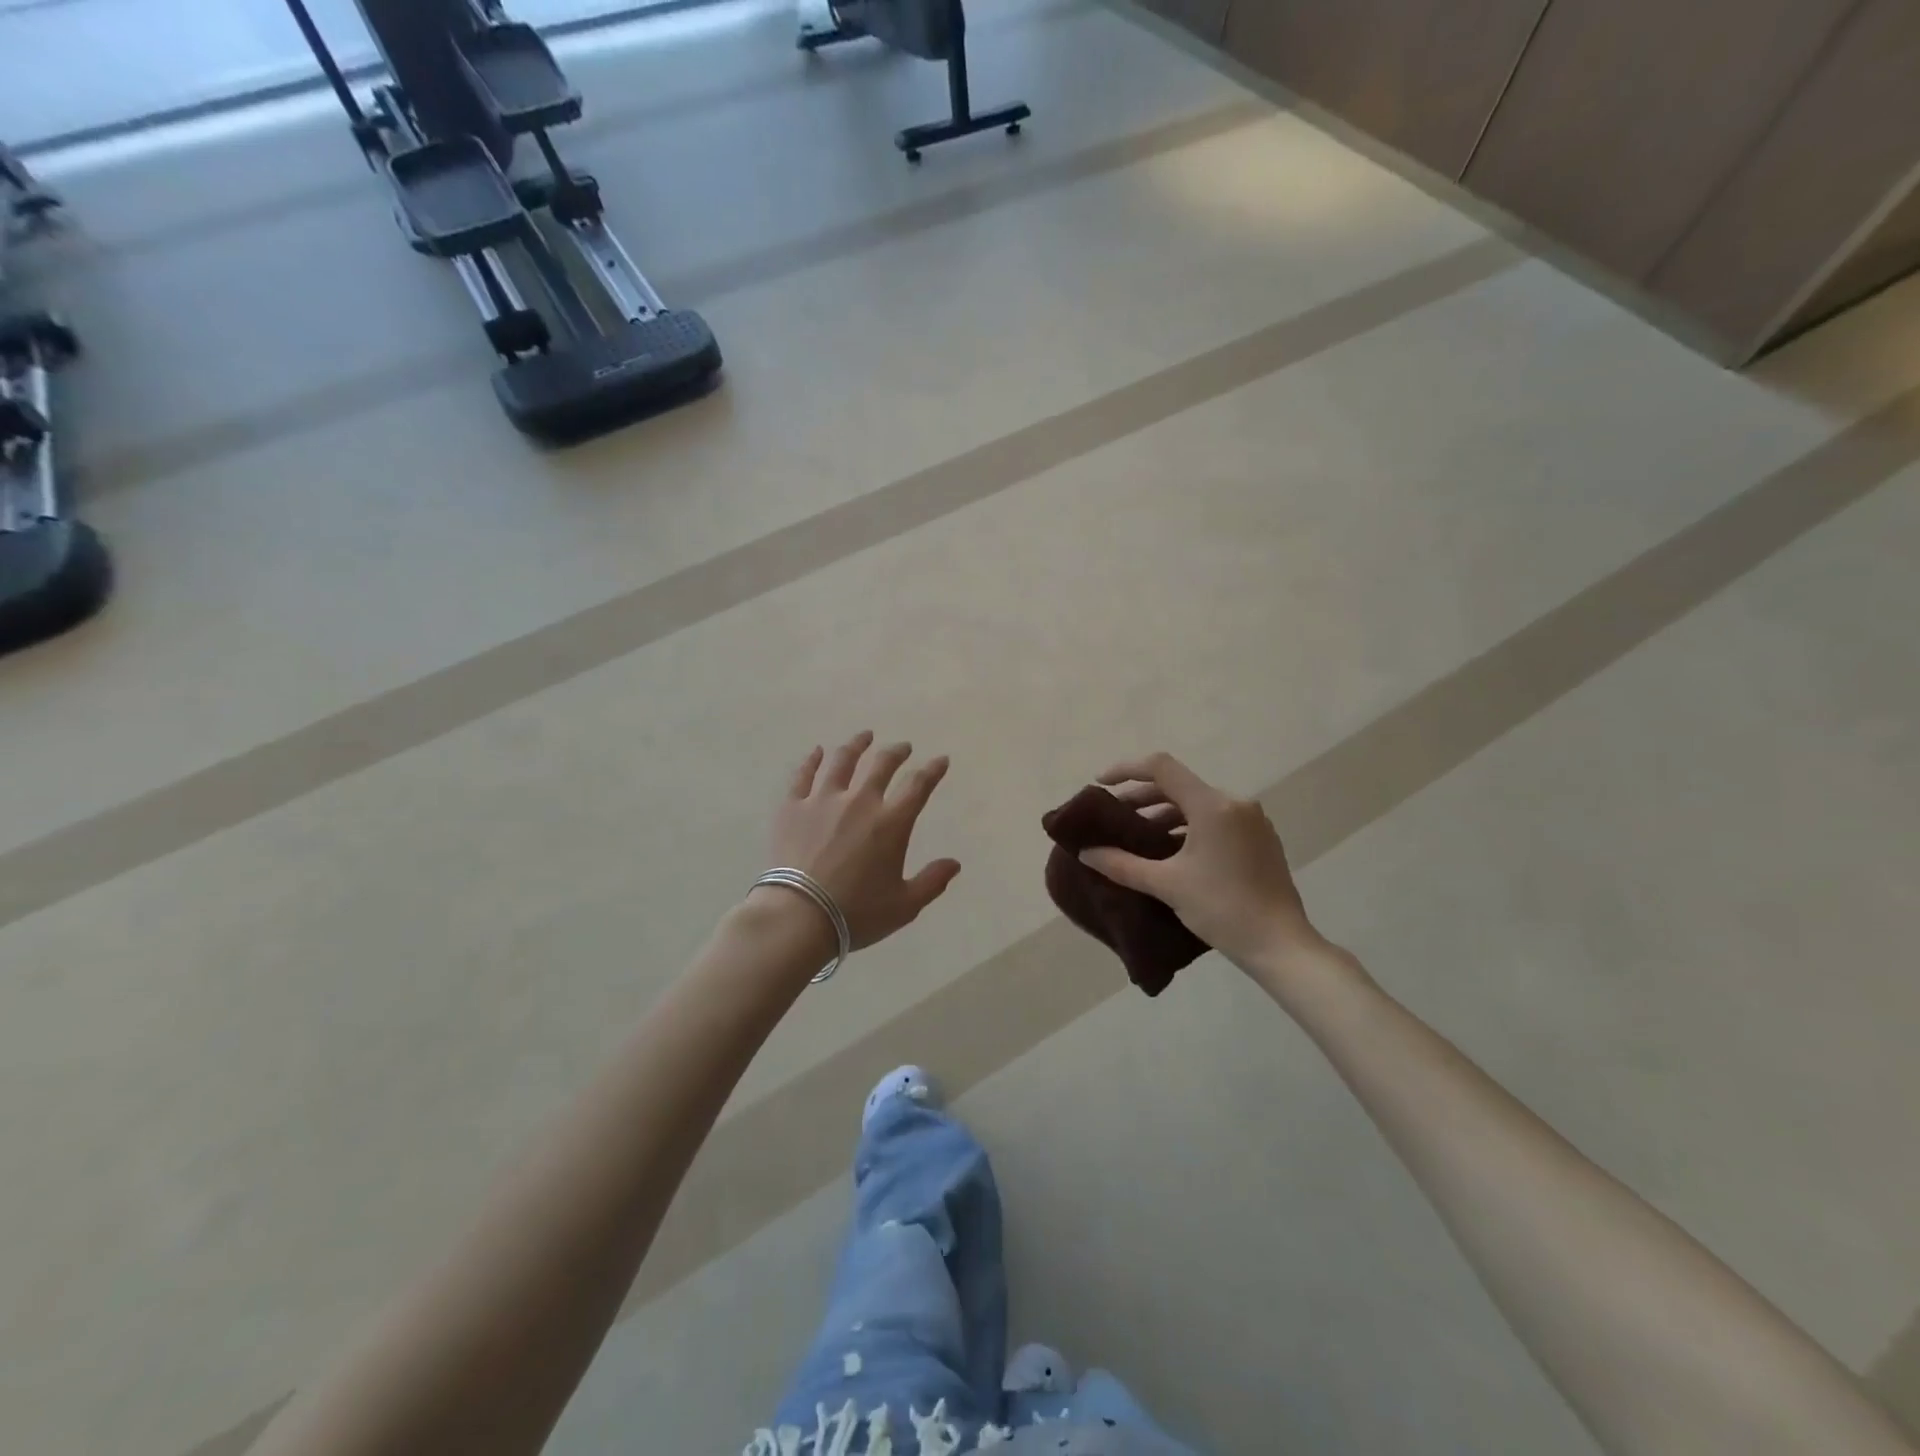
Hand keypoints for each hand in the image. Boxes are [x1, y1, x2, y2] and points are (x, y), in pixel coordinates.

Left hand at [762, 731, 962, 950]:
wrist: (798, 916)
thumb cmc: (856, 913)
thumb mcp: (904, 905)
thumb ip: (932, 881)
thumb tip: (955, 863)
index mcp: (891, 822)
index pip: (918, 785)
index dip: (933, 770)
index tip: (941, 760)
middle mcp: (860, 801)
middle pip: (881, 764)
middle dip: (896, 752)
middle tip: (903, 747)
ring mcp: (823, 800)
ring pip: (842, 760)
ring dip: (857, 745)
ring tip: (864, 736)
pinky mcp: (792, 807)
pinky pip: (803, 775)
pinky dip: (812, 760)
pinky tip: (817, 752)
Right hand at [1079, 752, 1321, 971]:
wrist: (1280, 945)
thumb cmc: (1221, 909)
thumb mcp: (1166, 884)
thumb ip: (1122, 864)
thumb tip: (1086, 853)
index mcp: (1212, 805)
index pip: (1162, 768)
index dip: (1126, 769)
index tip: (1101, 785)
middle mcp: (1234, 803)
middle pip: (1179, 785)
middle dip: (1142, 797)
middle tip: (1114, 817)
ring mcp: (1251, 820)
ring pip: (1198, 803)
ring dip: (1164, 813)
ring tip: (1139, 836)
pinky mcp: (1260, 838)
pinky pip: (1216, 818)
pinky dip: (1188, 825)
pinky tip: (1171, 849)